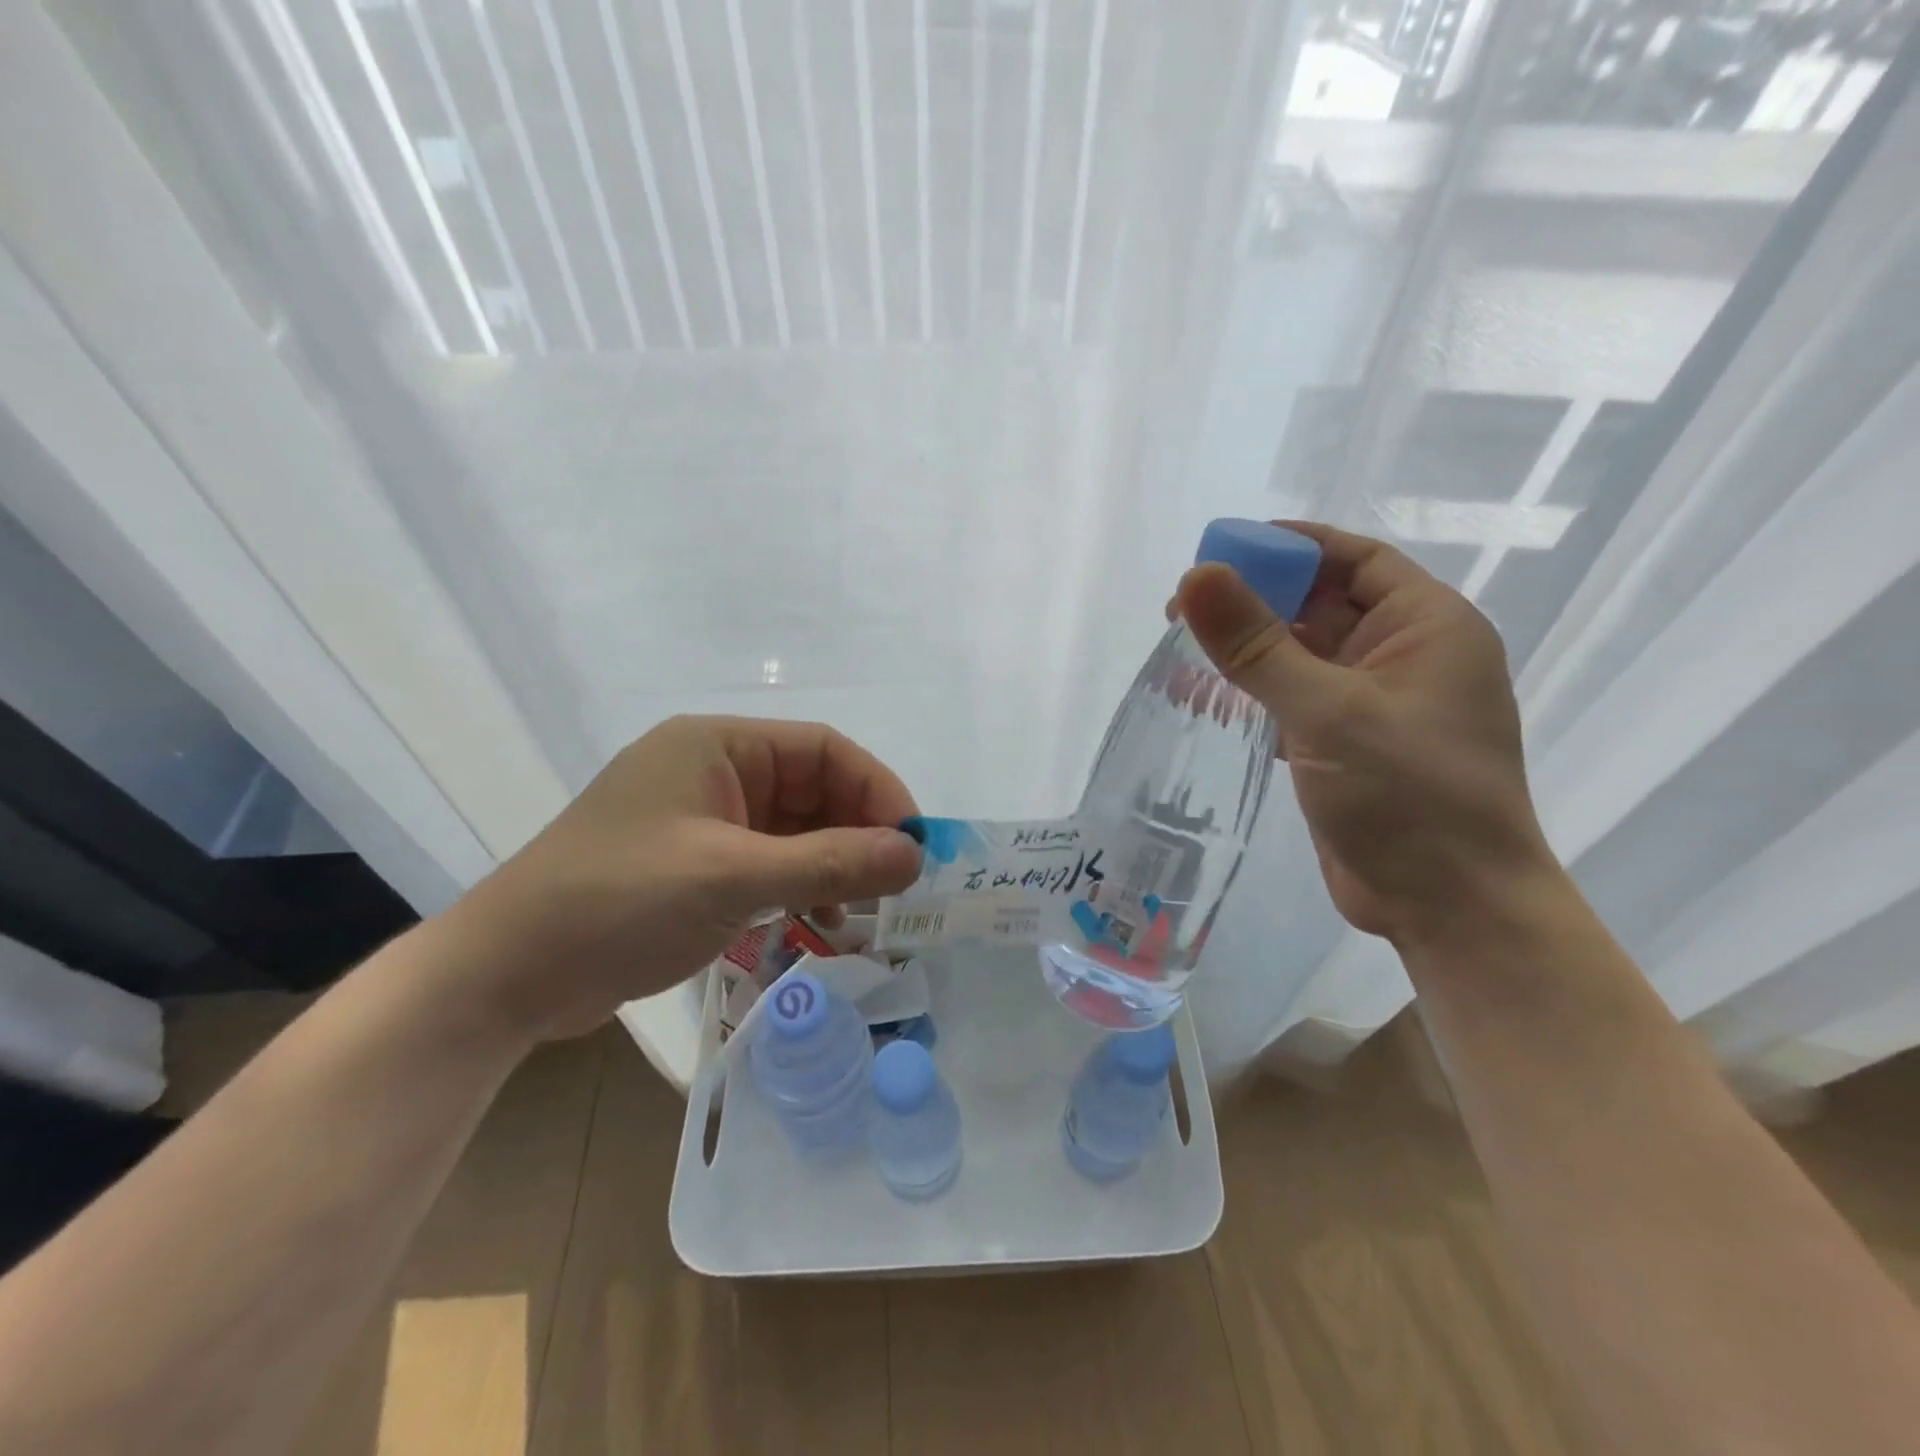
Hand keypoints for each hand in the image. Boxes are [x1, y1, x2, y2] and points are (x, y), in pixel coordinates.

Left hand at [448, 715, 923, 1042]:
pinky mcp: (696, 864)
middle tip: (897, 886)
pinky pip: (770, 863)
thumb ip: (830, 862)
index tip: (913, 843)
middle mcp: (714, 772)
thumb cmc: (618, 903)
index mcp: (717, 746)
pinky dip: (802, 887)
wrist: (505, 976)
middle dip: (859, 833)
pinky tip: (823, 922)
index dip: (877, 790)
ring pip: (795, 830)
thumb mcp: (732, 878)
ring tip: (865, 912)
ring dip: (834, 865)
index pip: (823, 749)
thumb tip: (915, 855)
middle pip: (813, 789)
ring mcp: (704, 820)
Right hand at [1174, 522, 1555, 947]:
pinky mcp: (1346, 746)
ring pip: (1302, 656)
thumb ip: (1258, 645)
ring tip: (1182, 648)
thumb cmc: (1409, 795)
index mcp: (1426, 627)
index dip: (1289, 547)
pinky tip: (1208, 698)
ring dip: (1249, 650)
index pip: (1352, 560)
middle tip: (1183, 607)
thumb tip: (1196, 577)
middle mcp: (1403, 656)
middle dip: (1256, 600)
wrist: (1451, 908)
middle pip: (1321, 605)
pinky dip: (1255, 694)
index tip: (1220, 550)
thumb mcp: (1329, 711)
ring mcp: (1373, 705)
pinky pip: (1294, 700)